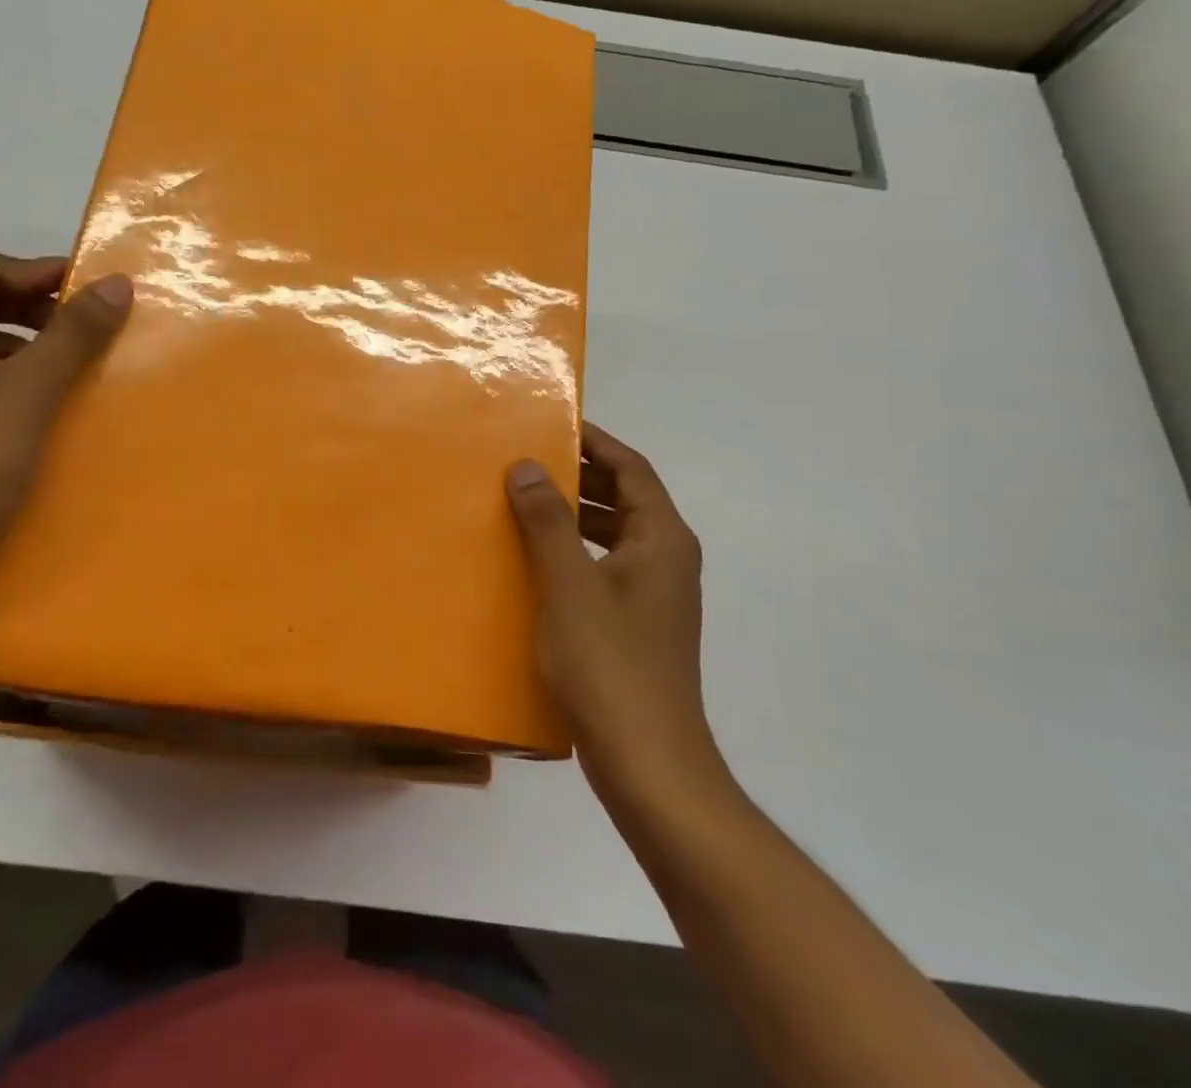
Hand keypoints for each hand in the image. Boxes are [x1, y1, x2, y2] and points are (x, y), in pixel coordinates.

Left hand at [0, 252, 131, 604]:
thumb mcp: (32, 389)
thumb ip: (75, 331)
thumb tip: (115, 282)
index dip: (39, 271)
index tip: (90, 288)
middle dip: (33, 307)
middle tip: (85, 325)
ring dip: (22, 343)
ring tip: (69, 365)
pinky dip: (4, 377)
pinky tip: (37, 405)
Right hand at [506, 424, 726, 803]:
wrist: (649, 765)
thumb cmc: (610, 666)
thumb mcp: (569, 585)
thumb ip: (548, 520)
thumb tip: (527, 465)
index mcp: (663, 540)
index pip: (632, 469)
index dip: (595, 442)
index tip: (553, 425)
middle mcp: (667, 560)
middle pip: (626, 498)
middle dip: (580, 476)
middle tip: (526, 461)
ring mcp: (655, 596)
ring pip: (614, 534)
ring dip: (574, 514)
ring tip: (523, 503)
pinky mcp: (638, 625)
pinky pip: (604, 567)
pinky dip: (574, 551)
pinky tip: (535, 562)